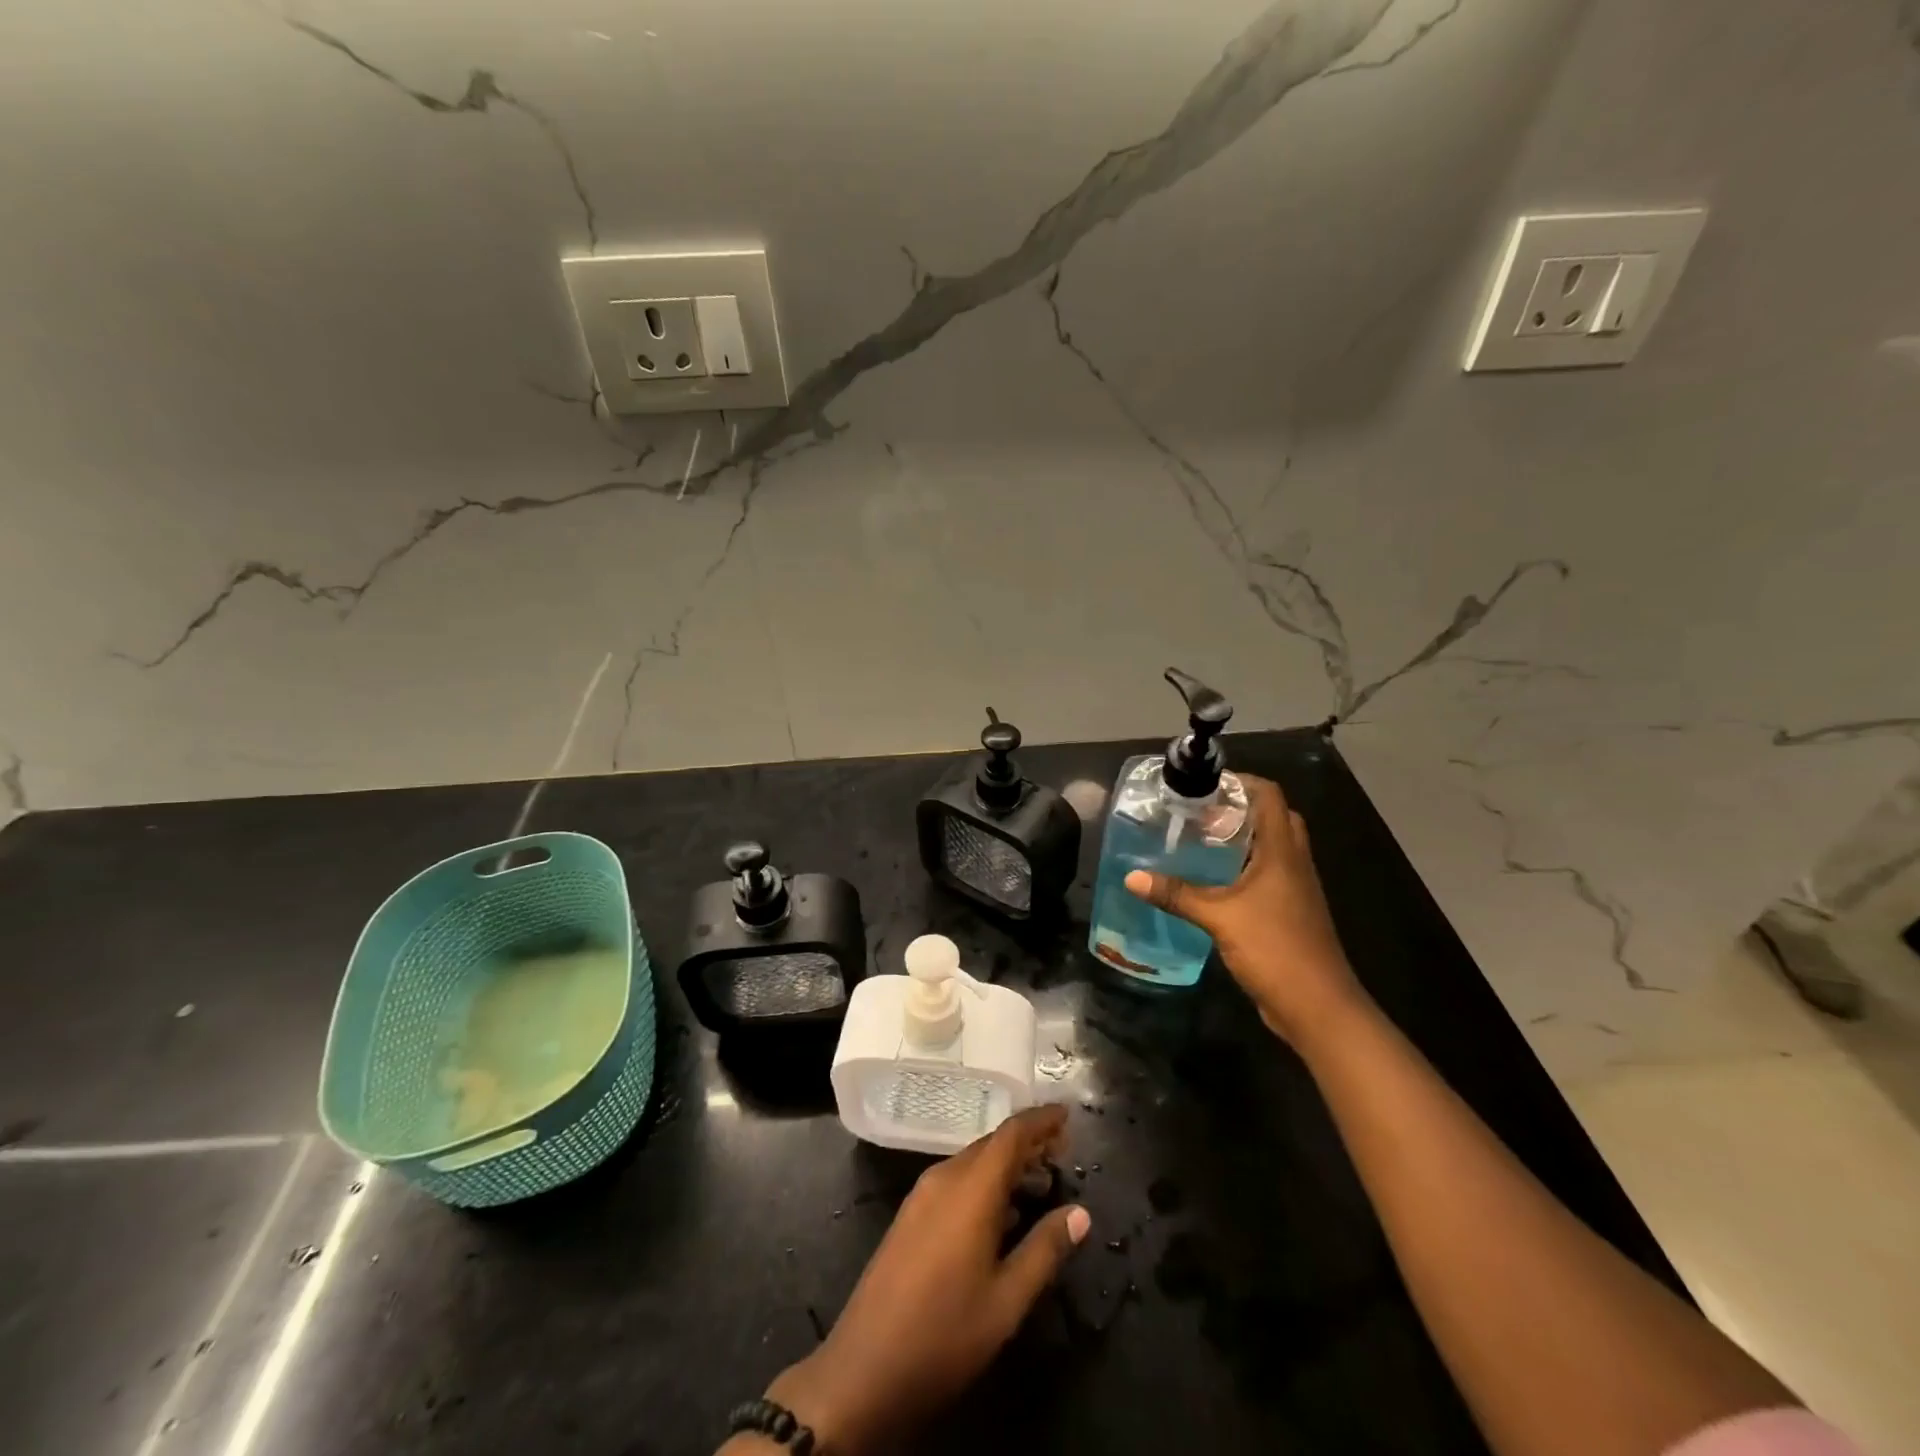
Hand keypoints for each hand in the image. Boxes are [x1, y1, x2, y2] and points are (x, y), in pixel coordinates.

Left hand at [763, 1106, 1088, 1454]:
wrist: (865, 1368)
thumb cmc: (944, 1333)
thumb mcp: (1007, 1300)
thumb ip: (1045, 1250)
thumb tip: (1081, 1213)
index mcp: (970, 1188)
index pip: (1011, 1135)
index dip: (1041, 1120)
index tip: (1067, 1115)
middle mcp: (945, 1178)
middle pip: (992, 1144)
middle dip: (1029, 1142)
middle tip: (1064, 1151)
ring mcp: (923, 1195)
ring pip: (974, 1163)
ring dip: (1008, 1164)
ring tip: (1042, 1180)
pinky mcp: (912, 1215)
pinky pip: (957, 1181)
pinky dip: (987, 1183)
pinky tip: (1005, 1213)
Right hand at [1124, 774, 1366, 1048]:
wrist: (1318, 1006)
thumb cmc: (1275, 948)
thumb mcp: (1219, 918)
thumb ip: (1176, 895)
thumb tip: (1132, 877)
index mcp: (1283, 852)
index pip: (1269, 796)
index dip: (1241, 782)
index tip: (1204, 784)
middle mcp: (1294, 863)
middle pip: (1274, 818)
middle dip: (1240, 809)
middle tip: (1201, 812)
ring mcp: (1295, 889)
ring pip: (1272, 848)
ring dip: (1242, 839)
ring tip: (1200, 839)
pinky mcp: (1290, 912)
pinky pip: (1268, 875)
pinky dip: (1243, 868)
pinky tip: (1213, 881)